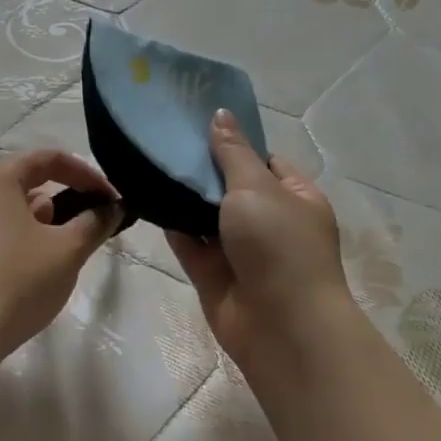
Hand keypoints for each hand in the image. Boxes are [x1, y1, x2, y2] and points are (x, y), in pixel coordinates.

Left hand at [0, 150, 122, 378]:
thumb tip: (110, 209)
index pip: (48, 159)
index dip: (85, 174)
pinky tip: (22, 272)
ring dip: (34, 222)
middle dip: (59, 199)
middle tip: (84, 227)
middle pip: (22, 181)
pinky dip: (10, 240)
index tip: (109, 198)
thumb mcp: (66, 252)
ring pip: (2, 209)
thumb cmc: (16, 282)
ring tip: (55, 253)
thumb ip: (93, 224)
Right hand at [166, 109, 352, 366]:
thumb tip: (220, 114)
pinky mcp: (214, 274)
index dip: (234, 143)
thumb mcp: (257, 187)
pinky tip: (145, 198)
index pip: (264, 161)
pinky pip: (189, 242)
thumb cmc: (278, 245)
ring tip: (146, 160)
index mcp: (295, 198)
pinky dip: (171, 224)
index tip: (197, 126)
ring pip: (207, 216)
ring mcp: (241, 251)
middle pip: (231, 188)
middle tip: (162, 139)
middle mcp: (270, 223)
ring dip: (183, 196)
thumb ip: (232, 152)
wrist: (281, 327)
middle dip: (202, 169)